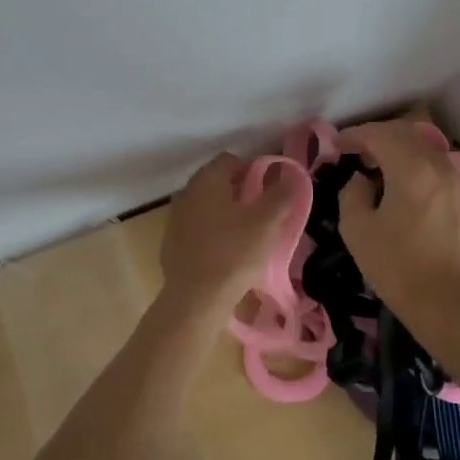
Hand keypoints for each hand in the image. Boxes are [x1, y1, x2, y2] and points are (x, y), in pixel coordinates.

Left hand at [159, 153, 294, 314]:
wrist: (195, 299)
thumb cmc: (234, 253)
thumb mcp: (266, 222)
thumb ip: (281, 194)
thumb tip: (289, 174)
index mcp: (206, 180)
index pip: (231, 160)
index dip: (253, 170)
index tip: (270, 191)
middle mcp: (186, 193)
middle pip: (217, 182)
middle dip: (239, 192)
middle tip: (262, 213)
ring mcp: (175, 219)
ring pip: (205, 206)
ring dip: (224, 213)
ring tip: (246, 234)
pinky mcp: (170, 244)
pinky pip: (196, 228)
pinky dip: (211, 233)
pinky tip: (225, 253)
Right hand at [337, 121, 459, 318]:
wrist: (446, 301)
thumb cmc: (397, 265)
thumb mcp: (357, 229)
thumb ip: (352, 193)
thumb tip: (361, 180)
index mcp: (411, 168)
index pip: (379, 135)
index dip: (354, 136)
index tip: (335, 146)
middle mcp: (436, 165)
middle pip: (404, 134)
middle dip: (375, 136)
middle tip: (352, 151)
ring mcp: (452, 180)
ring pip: (420, 147)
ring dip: (395, 148)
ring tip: (372, 166)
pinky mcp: (459, 198)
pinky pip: (431, 164)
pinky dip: (410, 162)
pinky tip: (396, 183)